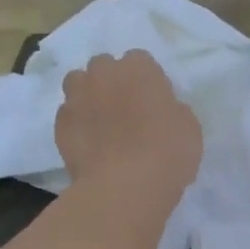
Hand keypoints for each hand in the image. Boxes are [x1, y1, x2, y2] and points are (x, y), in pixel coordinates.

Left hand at [55, 51, 202, 212]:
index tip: (154, 101)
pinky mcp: (60, 125)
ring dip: (88, 95)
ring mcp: (76, 98)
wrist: (124, 188)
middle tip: (126, 109)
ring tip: (101, 121)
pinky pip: (68, 115)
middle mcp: (103, 74)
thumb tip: (161, 110)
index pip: (140, 60)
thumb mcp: (189, 127)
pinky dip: (77, 124)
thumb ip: (172, 109)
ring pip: (78, 83)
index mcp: (138, 68)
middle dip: (112, 81)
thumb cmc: (166, 154)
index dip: (146, 80)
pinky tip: (89, 144)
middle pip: (104, 66)